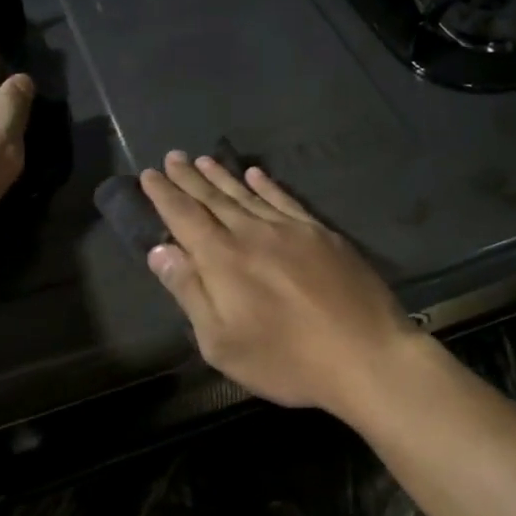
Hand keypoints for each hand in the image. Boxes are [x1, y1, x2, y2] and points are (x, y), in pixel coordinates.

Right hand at [139, 153, 422, 415]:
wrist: (366, 354)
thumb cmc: (287, 360)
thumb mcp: (223, 342)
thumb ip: (190, 292)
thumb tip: (160, 250)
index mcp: (224, 260)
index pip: (185, 217)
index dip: (165, 195)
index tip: (149, 174)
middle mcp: (254, 234)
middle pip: (214, 199)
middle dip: (189, 178)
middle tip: (173, 156)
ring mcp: (292, 230)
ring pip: (248, 195)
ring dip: (223, 176)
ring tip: (205, 160)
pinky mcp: (322, 235)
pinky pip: (286, 200)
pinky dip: (267, 186)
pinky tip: (257, 175)